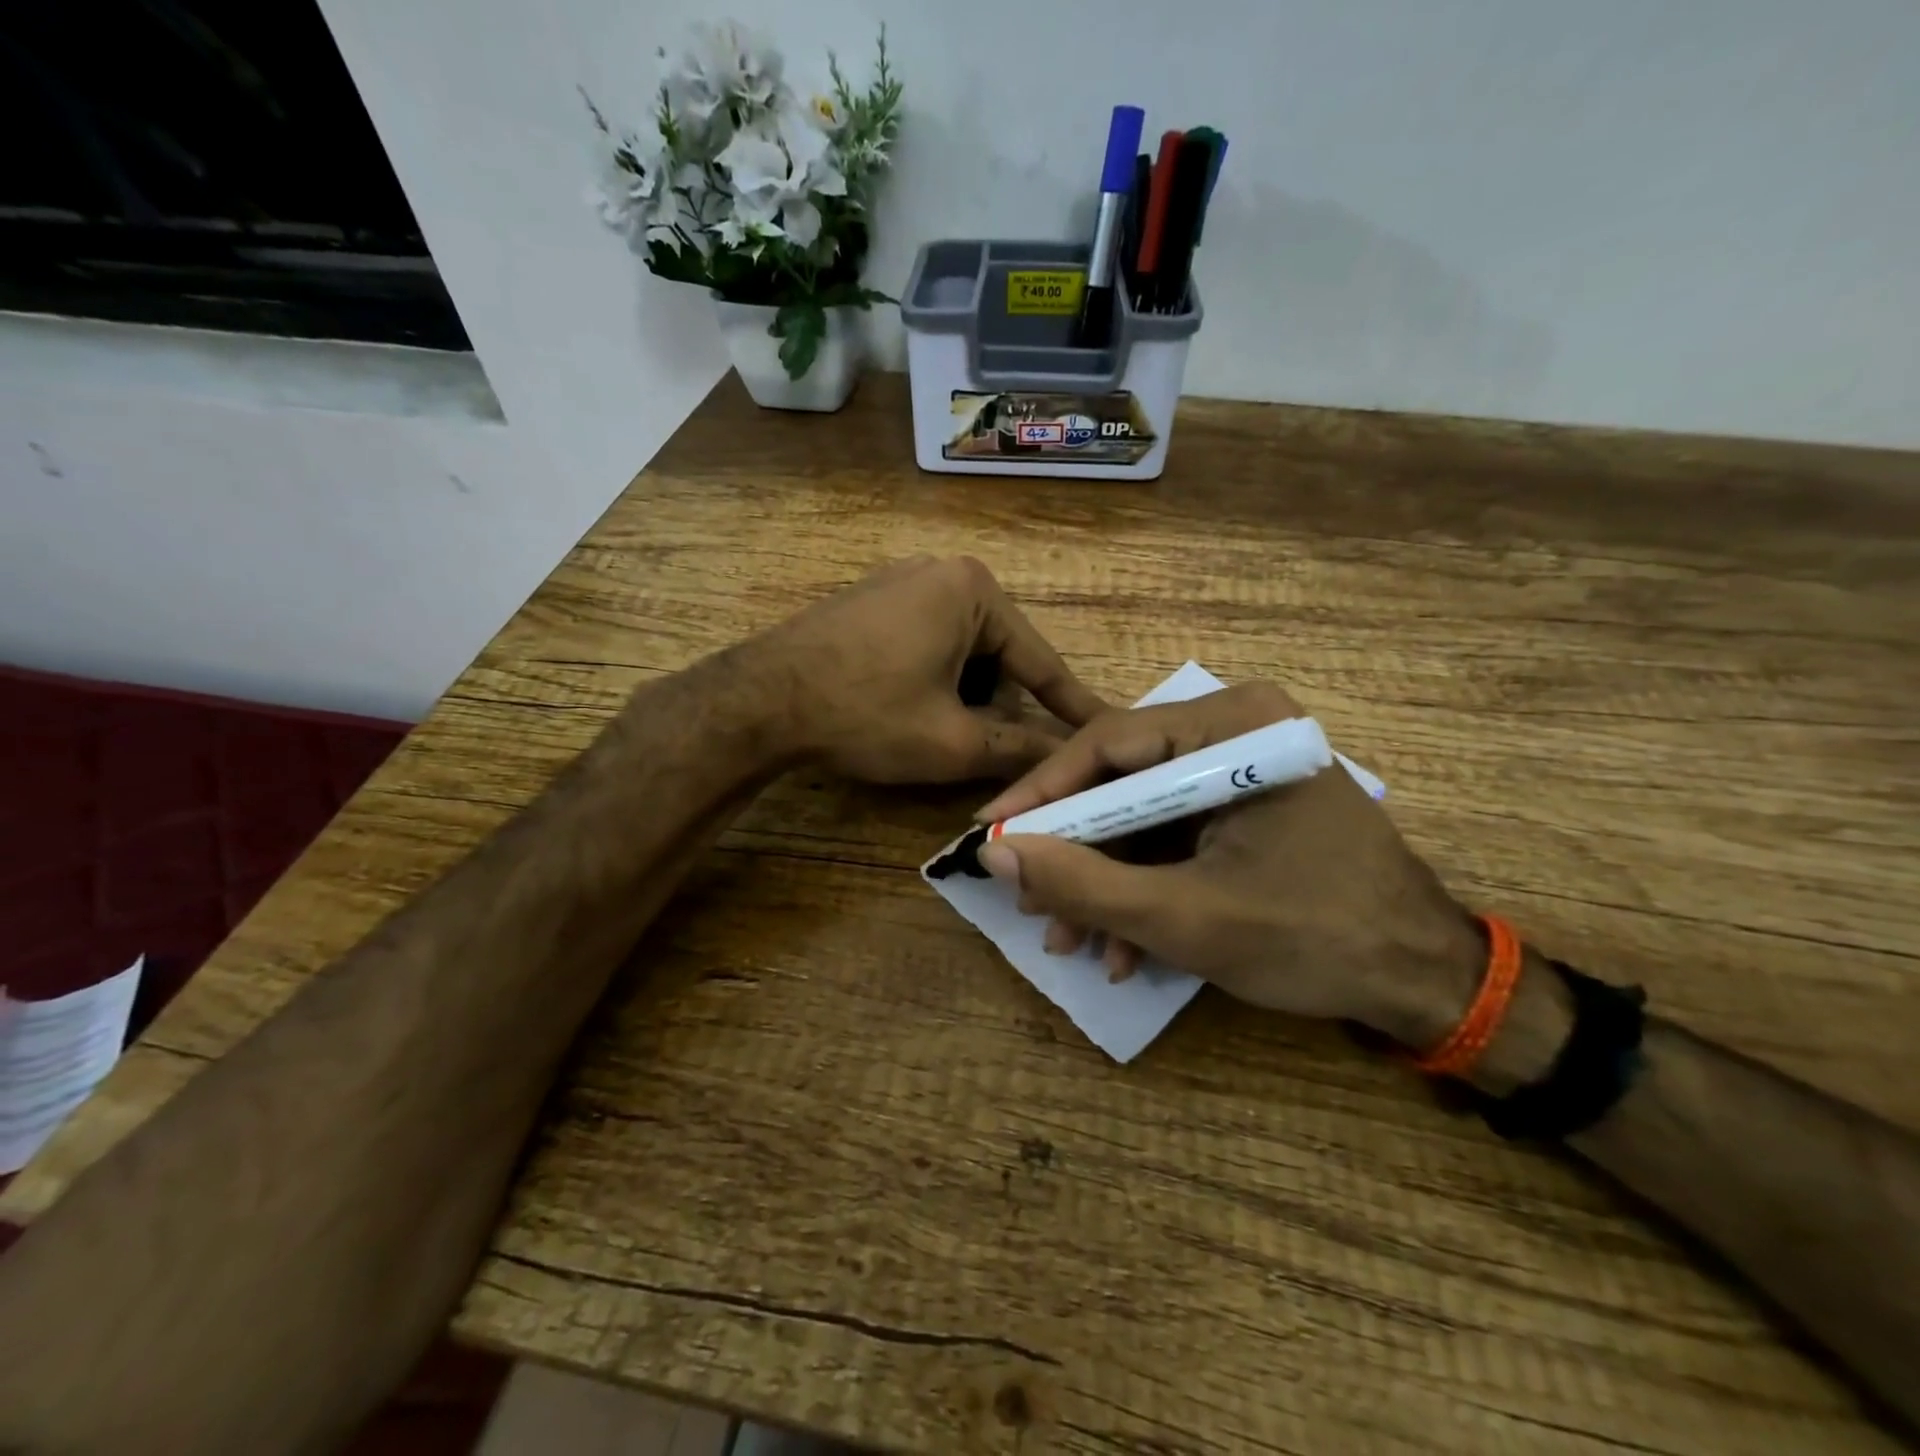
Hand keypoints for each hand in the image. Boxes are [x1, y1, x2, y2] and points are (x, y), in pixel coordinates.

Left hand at [742, 556, 1108, 784]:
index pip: (1040, 661)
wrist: (759, 700)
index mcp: (973, 591)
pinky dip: (931, 681)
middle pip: (998, 656)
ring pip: (961, 653)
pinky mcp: (871, 601)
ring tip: (930, 733)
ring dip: (960, 697)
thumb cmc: (866, 713)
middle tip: (973, 749)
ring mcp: (901, 582)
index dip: (1071, 707)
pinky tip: (902, 709)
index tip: (1105, 731)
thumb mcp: (952, 741)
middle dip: (993, 706)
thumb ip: (1018, 749)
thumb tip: (1065, 759)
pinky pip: (926, 643)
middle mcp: (942, 573)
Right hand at [973, 683, 1485, 1047]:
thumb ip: (1084, 885)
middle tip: (1026, 898)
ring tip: (1068, 939)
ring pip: (1142, 815)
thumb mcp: (1185, 918)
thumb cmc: (1315, 938)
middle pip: (1122, 780)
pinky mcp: (1247, 805)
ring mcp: (1244, 767)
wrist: (1425, 983)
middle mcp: (1238, 729)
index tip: (987, 835)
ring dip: (1104, 880)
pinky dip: (1144, 885)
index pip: (1110, 743)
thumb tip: (993, 856)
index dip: (1041, 793)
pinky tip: (1123, 946)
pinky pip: (1174, 834)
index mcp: (1236, 727)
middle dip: (1074, 851)